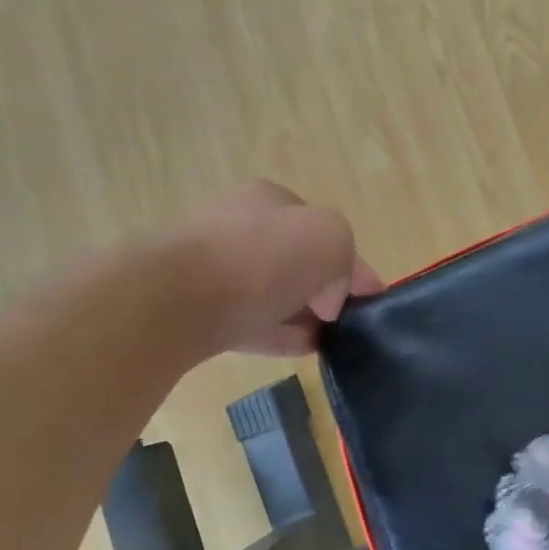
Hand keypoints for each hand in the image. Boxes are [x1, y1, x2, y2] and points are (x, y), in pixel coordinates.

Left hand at [176, 181, 383, 355]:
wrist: (175, 299)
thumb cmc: (260, 258)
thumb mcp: (329, 238)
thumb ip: (344, 259)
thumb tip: (327, 297)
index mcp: (270, 199)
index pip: (322, 227)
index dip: (353, 262)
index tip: (373, 298)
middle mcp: (239, 226)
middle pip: (295, 259)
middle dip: (324, 287)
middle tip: (347, 318)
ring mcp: (213, 268)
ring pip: (272, 292)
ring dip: (302, 313)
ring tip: (329, 339)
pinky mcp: (197, 309)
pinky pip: (250, 321)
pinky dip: (278, 334)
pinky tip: (301, 349)